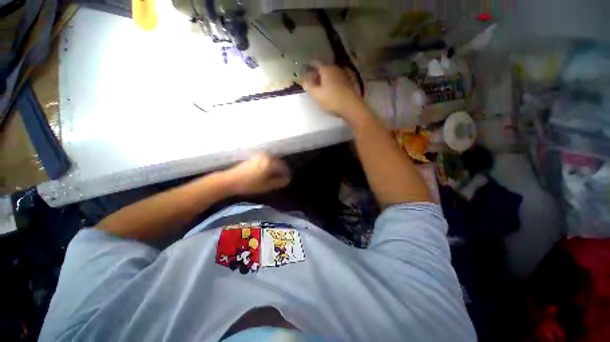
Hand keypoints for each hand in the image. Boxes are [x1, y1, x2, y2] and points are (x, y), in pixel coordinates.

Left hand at [224, 154, 290, 194]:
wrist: (230, 180)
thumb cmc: (249, 185)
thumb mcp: (266, 186)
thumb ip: (278, 182)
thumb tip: (287, 180)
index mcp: (270, 163)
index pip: (283, 167)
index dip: (286, 173)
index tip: (287, 179)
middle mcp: (266, 156)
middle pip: (278, 162)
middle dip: (281, 169)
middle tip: (282, 177)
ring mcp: (259, 156)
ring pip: (272, 160)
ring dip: (275, 167)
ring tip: (275, 175)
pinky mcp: (254, 157)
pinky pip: (266, 159)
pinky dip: (269, 164)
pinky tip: (267, 171)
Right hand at [302, 63, 364, 120]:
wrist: (351, 107)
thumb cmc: (332, 100)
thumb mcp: (317, 95)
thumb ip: (309, 86)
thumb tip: (304, 81)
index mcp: (326, 69)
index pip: (315, 65)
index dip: (310, 71)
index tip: (306, 79)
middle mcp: (335, 68)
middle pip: (324, 70)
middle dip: (318, 76)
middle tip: (313, 86)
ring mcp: (344, 75)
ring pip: (331, 76)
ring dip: (326, 81)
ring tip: (322, 90)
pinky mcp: (349, 83)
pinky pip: (337, 81)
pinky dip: (333, 84)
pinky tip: (331, 92)